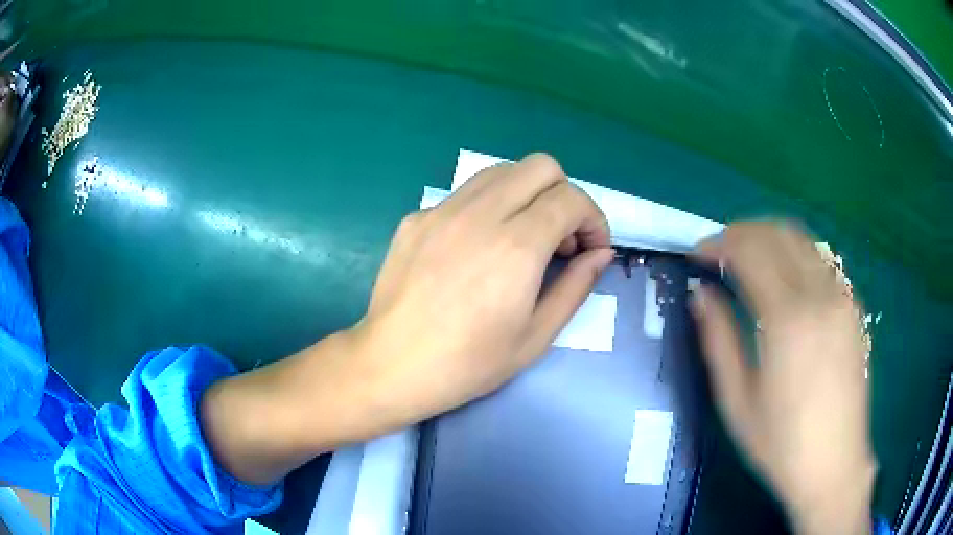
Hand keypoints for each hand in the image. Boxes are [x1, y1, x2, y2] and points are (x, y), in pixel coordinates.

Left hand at [350, 153, 612, 426]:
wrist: (392, 366)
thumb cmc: (468, 363)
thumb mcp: (535, 336)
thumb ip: (576, 287)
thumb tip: (600, 253)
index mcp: (516, 246)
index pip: (570, 198)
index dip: (594, 219)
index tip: (592, 248)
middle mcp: (480, 214)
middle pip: (541, 166)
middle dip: (564, 194)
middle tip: (560, 238)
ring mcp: (442, 210)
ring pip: (501, 171)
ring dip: (527, 194)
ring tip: (523, 237)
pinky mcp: (416, 217)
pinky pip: (465, 194)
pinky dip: (488, 208)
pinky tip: (477, 249)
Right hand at [691, 221, 875, 534]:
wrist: (834, 464)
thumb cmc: (780, 443)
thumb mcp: (737, 401)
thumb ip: (718, 340)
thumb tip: (700, 294)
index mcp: (787, 320)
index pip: (749, 252)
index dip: (718, 244)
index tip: (697, 253)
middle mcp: (819, 295)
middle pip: (777, 233)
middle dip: (742, 232)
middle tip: (719, 252)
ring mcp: (842, 297)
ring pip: (803, 239)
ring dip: (770, 237)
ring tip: (749, 258)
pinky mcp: (853, 307)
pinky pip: (821, 260)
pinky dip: (796, 254)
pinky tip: (785, 278)